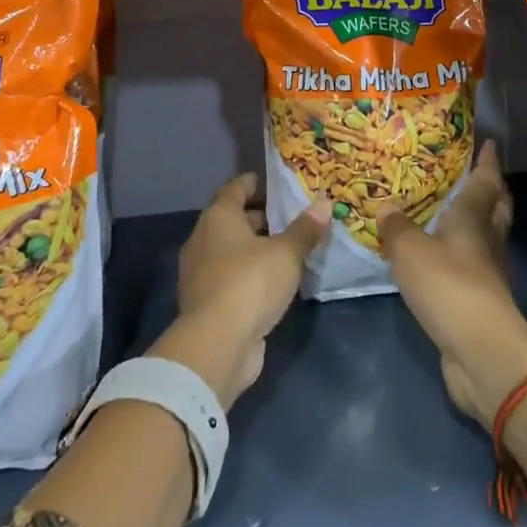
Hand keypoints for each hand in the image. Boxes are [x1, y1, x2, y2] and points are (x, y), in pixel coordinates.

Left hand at [150, 174, 328, 407]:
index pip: (235, 189)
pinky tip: (273, 280)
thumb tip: (325, 203)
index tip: (274, 181)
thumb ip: (305, 229)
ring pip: (231, 250)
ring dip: (255, 247)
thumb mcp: (286, 253)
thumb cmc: (250, 283)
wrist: (218, 344)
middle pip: (232, 220)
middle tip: (291, 216)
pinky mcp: (207, 302)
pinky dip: (249, 273)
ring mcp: (201, 273)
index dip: (254, 183)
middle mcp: (203, 240)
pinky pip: (231, 276)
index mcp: (218, 218)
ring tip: (288, 247)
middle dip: (260, 217)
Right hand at [378, 142, 526, 428]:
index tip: (489, 143)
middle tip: (477, 175)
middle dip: (491, 191)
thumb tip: (387, 207)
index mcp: (473, 220)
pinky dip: (461, 257)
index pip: (484, 182)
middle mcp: (486, 242)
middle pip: (496, 209)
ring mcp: (487, 275)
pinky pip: (471, 269)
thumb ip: (397, 228)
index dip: (486, 162)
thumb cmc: (448, 286)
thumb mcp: (411, 251)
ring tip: (453, 214)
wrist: (480, 351)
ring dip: (477, 224)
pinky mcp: (480, 304)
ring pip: (486, 239)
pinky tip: (442, 259)